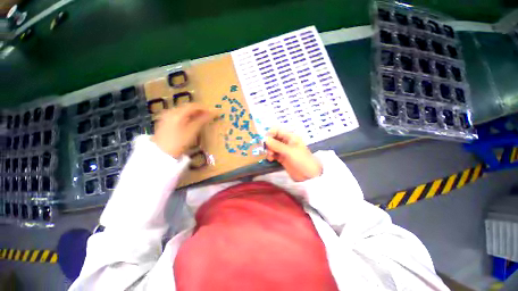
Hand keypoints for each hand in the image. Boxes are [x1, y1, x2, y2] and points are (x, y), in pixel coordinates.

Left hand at [152, 103, 216, 158]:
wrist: (161, 154)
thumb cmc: (179, 142)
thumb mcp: (192, 131)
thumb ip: (202, 120)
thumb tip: (212, 113)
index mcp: (177, 112)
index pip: (194, 105)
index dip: (205, 108)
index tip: (213, 113)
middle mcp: (171, 111)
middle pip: (188, 107)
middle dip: (199, 111)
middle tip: (208, 117)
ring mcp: (166, 116)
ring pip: (183, 111)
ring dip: (193, 114)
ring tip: (202, 120)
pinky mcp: (165, 121)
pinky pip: (179, 115)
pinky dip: (187, 117)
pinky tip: (191, 123)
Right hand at [264, 128, 321, 181]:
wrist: (308, 175)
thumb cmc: (301, 160)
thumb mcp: (289, 151)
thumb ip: (277, 145)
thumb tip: (265, 139)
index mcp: (290, 137)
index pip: (277, 130)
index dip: (270, 133)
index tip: (265, 140)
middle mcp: (286, 142)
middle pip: (273, 138)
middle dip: (269, 143)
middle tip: (268, 150)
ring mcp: (283, 150)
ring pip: (272, 146)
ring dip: (269, 150)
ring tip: (270, 156)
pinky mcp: (281, 158)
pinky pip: (273, 154)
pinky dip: (270, 155)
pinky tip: (271, 159)